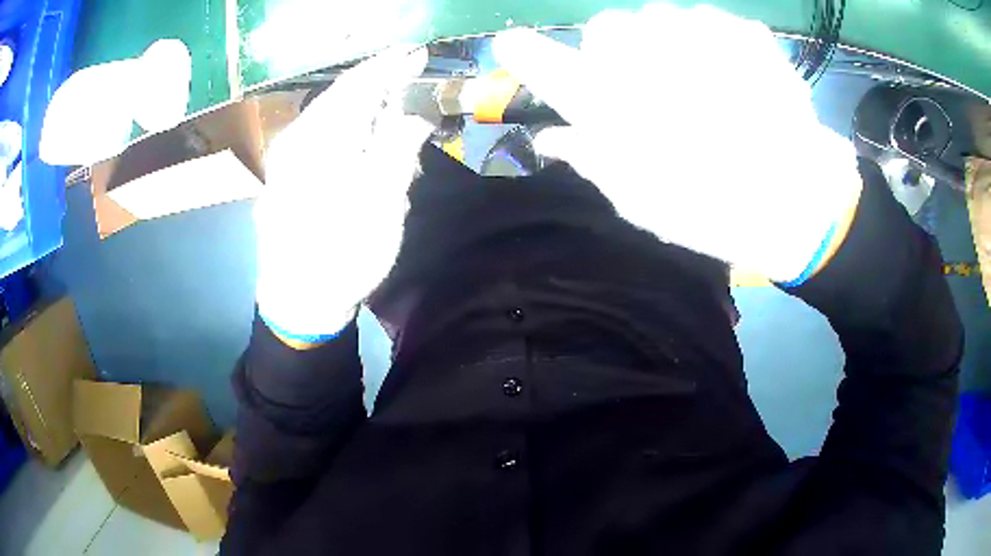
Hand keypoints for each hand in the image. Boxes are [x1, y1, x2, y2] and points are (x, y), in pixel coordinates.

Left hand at [254, 48, 431, 344]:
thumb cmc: (342, 253)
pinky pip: (322, 139)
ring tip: (396, 125)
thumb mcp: (381, 200)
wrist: (298, 302)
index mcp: (318, 139)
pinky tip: (367, 149)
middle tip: (412, 90)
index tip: (417, 53)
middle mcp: (296, 138)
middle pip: (342, 97)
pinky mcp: (287, 175)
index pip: (357, 85)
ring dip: (366, 115)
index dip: (390, 66)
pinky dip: (349, 135)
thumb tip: (415, 112)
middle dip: (379, 89)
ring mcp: (287, 157)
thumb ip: (398, 146)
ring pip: (333, 118)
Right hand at [493, 5, 861, 283]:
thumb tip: (554, 137)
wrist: (800, 202)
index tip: (512, 45)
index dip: (529, 55)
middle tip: (652, 86)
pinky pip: (708, 23)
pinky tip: (734, 79)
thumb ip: (593, 158)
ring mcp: (698, 35)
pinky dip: (712, 44)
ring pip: (659, 19)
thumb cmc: (715, 210)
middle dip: (621, 52)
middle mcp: (647, 59)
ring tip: (702, 86)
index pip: (551, 67)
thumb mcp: (642, 201)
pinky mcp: (739, 29)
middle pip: (608, 28)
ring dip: (669, 45)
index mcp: (616, 105)